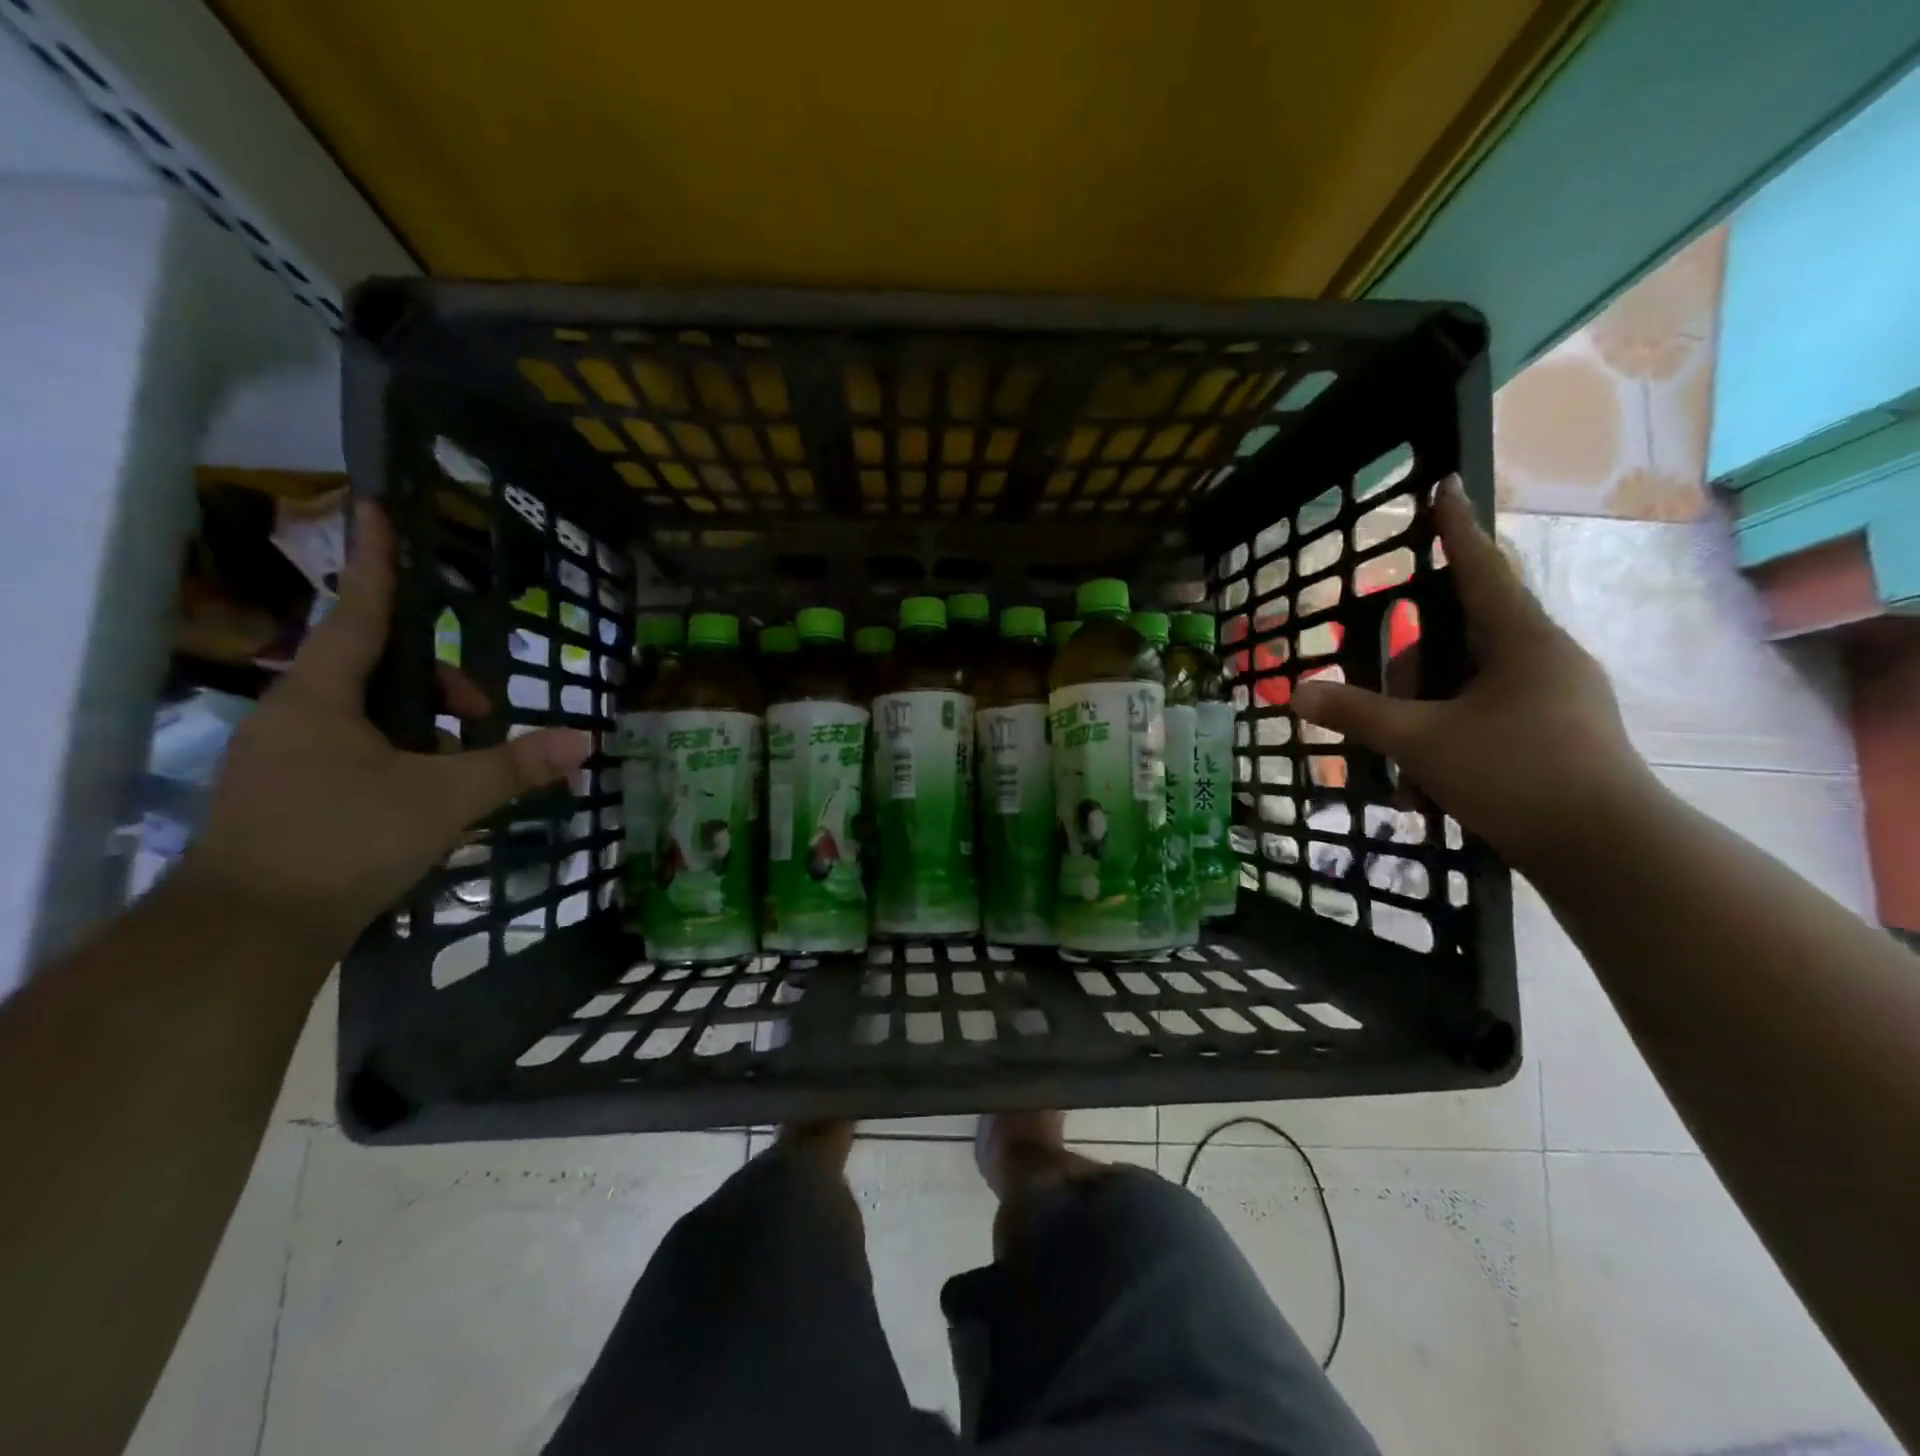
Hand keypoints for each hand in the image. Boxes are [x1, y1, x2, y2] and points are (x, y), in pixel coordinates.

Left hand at [174, 502, 592, 959]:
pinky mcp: (289, 792)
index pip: (361, 611)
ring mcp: (286, 754)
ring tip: (462, 771)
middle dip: (440, 684)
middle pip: (378, 669)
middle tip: (483, 721)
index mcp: (321, 696)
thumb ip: (515, 766)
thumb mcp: (443, 800)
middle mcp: (295, 713)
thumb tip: (587, 740)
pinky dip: (402, 756)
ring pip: (371, 715)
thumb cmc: (341, 842)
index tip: (381, 506)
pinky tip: (429, 796)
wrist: (245, 934)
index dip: (380, 561)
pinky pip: (357, 749)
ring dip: (425, 728)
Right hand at [1293, 478, 1653, 869]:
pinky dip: (1451, 733)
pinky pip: (1488, 712)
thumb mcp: (1421, 742)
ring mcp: (1557, 696)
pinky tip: (1429, 778)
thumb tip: (1297, 692)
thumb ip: (1357, 714)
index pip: (1479, 568)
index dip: (1455, 528)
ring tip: (1405, 759)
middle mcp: (1545, 657)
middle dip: (1415, 663)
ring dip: (1429, 710)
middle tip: (1384, 697)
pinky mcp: (1559, 732)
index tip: (1447, 485)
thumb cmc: (1515, 774)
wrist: (1607, 850)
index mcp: (1522, 640)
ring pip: (1472, 681)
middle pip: (1464, 634)